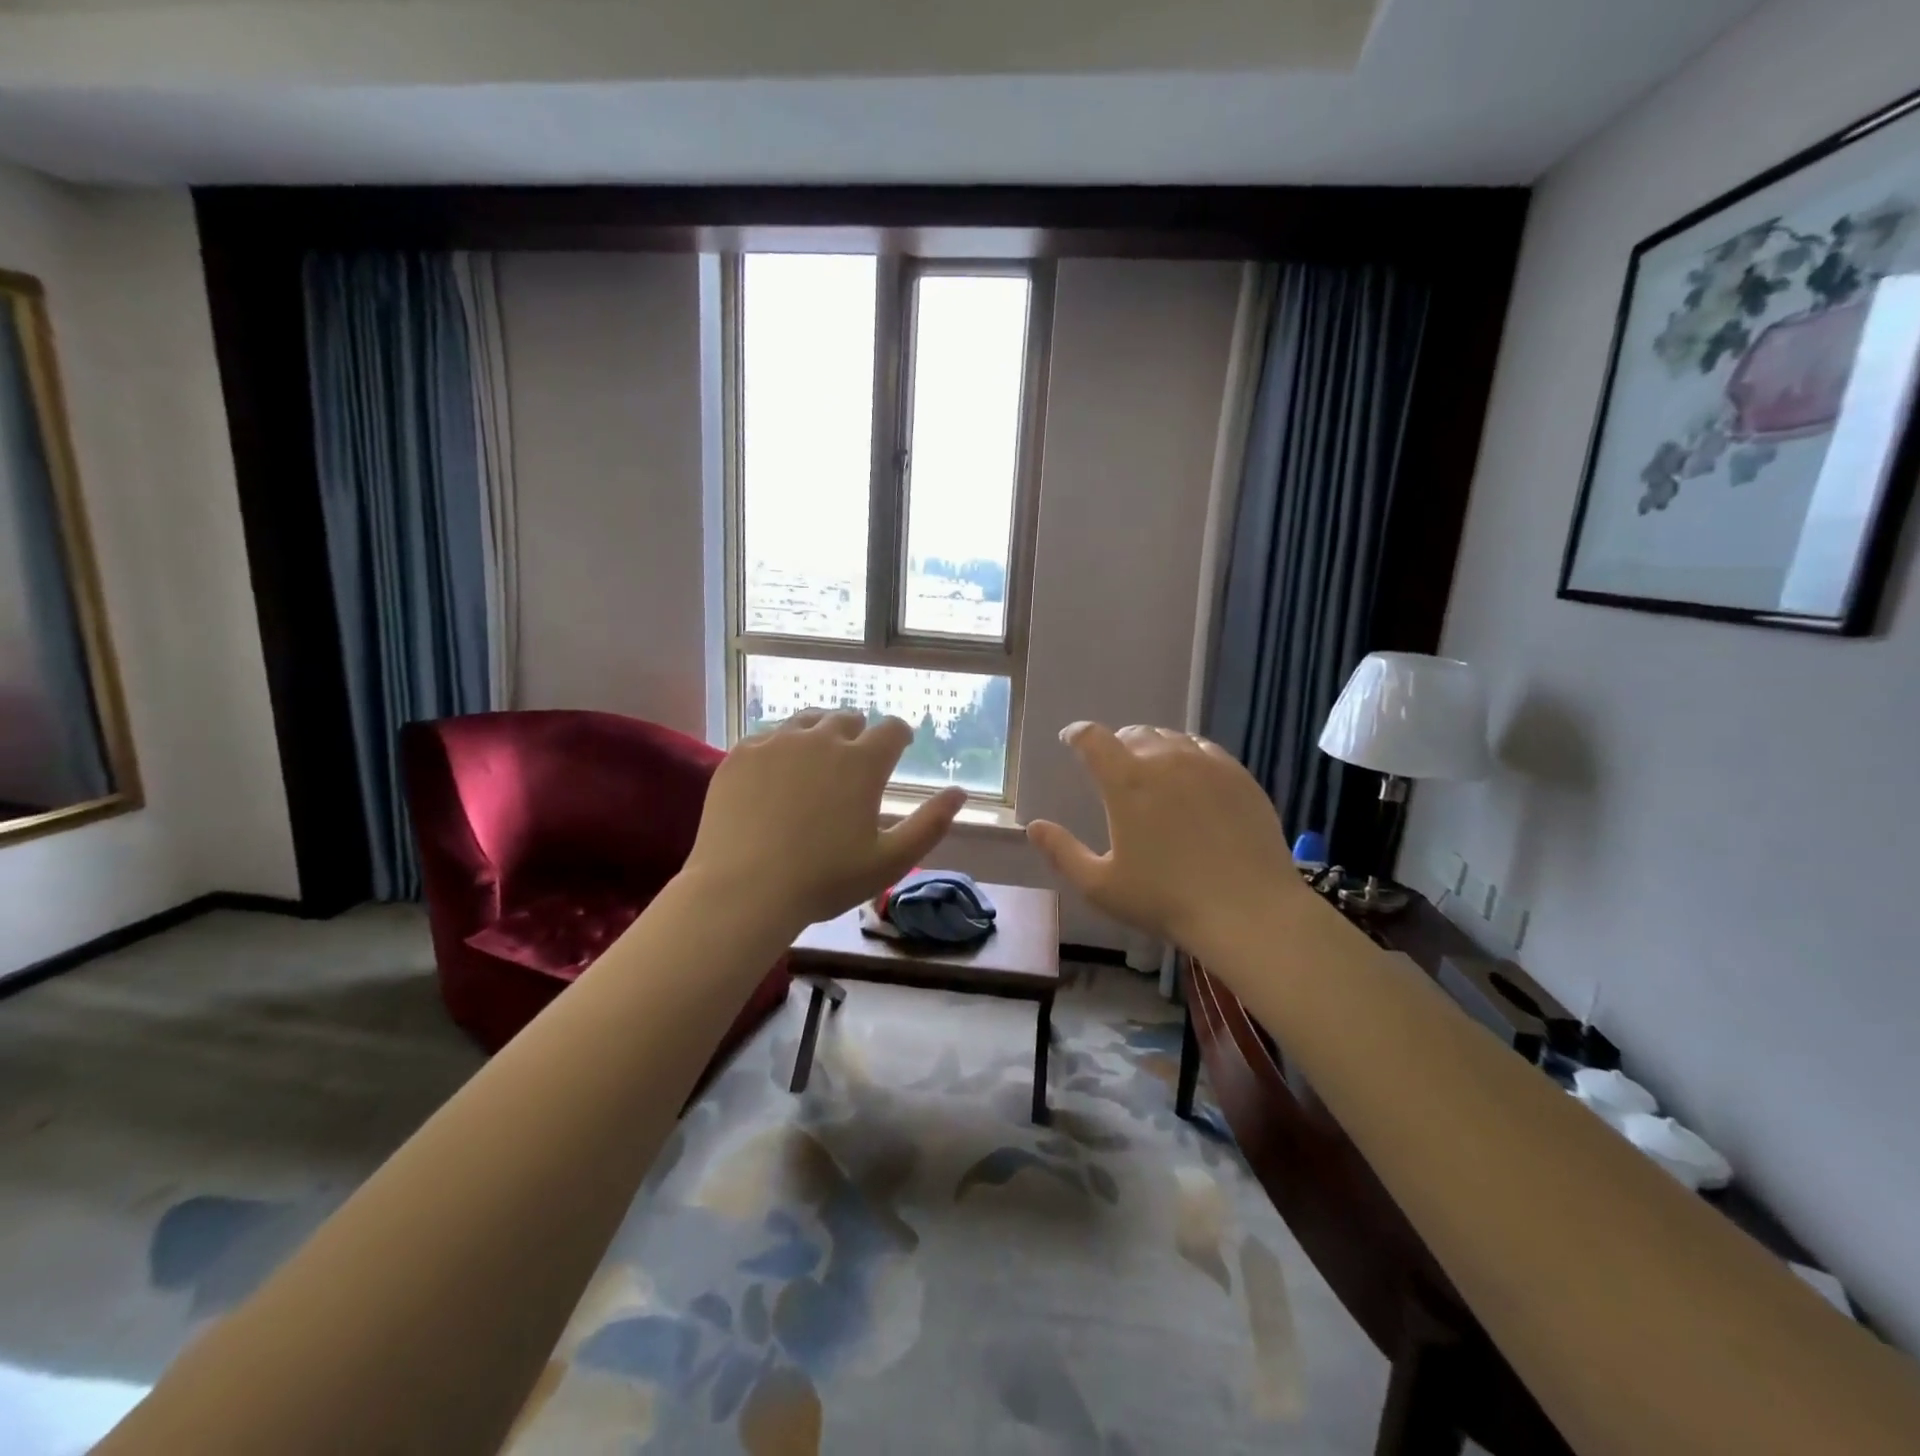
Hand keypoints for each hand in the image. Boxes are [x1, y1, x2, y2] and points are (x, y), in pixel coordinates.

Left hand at [683, 710, 966, 929]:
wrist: (742, 890)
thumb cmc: (824, 880)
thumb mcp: (889, 861)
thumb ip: (930, 824)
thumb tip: (960, 793)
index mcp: (862, 762)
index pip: (891, 728)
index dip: (900, 735)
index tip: (900, 746)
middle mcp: (822, 739)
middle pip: (847, 718)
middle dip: (858, 733)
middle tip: (855, 758)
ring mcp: (777, 742)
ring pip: (807, 720)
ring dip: (819, 732)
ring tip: (817, 756)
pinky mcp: (741, 754)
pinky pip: (768, 736)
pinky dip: (781, 747)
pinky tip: (776, 772)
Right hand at [1026, 723, 1299, 953]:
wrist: (1248, 910)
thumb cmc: (1165, 900)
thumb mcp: (1101, 885)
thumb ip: (1062, 852)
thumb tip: (1033, 827)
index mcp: (1126, 781)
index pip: (1093, 738)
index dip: (1077, 734)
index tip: (1070, 738)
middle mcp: (1165, 760)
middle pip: (1133, 733)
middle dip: (1116, 743)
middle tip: (1113, 764)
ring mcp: (1207, 764)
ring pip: (1171, 737)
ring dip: (1152, 746)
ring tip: (1151, 768)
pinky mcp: (1239, 775)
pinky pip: (1205, 749)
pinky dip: (1187, 754)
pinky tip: (1190, 775)